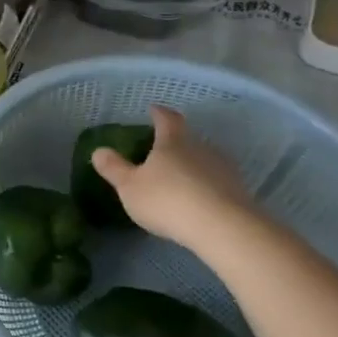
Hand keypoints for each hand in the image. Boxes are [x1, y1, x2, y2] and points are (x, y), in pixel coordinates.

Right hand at [90, 106, 250, 246]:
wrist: (223, 227)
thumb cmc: (167, 200)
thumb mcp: (130, 186)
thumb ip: (114, 168)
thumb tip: (99, 150)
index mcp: (173, 142)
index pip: (167, 119)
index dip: (159, 113)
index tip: (154, 109)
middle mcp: (201, 147)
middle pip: (188, 139)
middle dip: (175, 144)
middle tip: (161, 152)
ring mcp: (223, 168)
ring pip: (204, 160)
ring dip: (192, 166)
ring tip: (179, 179)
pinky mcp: (238, 190)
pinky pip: (216, 182)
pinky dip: (206, 186)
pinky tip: (198, 201)